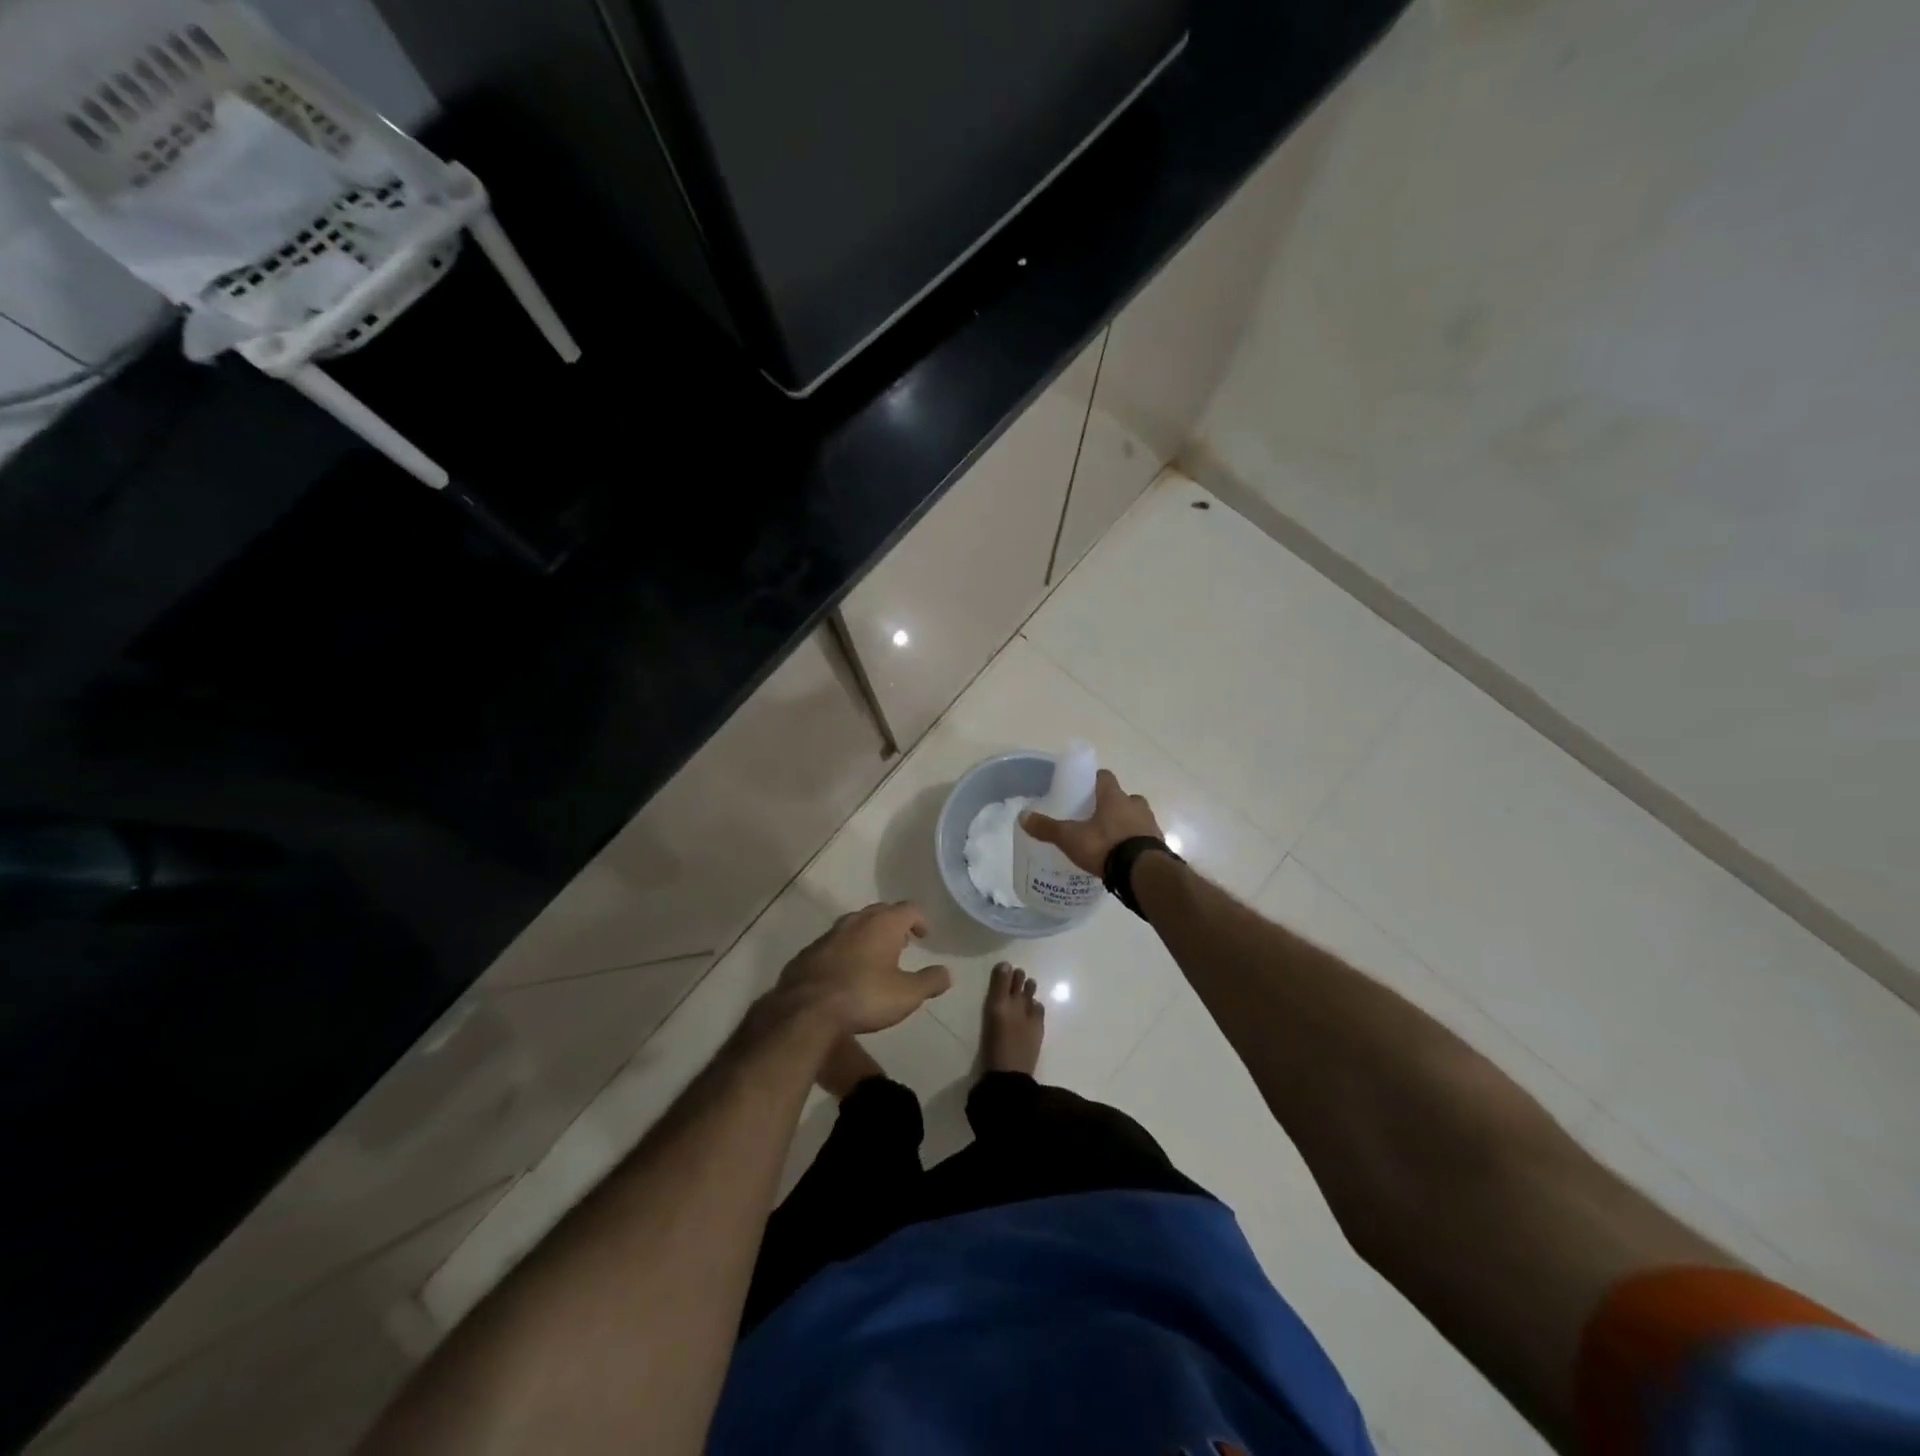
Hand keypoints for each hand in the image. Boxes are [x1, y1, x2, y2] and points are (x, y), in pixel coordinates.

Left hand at [774, 902, 951, 1034]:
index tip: (924, 937)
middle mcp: (856, 920)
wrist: (806, 1009)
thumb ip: (930, 981)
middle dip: (894, 924)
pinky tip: (846, 972)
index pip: (909, 908)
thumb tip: (947, 973)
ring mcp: (829, 934)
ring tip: (875, 957)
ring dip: (868, 936)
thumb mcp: (907, 995)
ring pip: (855, 925)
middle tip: (902, 943)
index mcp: (883, 924)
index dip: (920, 920)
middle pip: (881, 911)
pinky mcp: (809, 951)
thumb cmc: (864, 996)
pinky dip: (846, 950)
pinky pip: (834, 943)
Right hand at [1020, 769, 1162, 876]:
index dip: (1094, 781)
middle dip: (1111, 805)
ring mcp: (1150, 824)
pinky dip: (1135, 843)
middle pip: (1123, 798)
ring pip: (1136, 817)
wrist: (1144, 873)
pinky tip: (1122, 857)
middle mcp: (1135, 805)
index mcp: (1114, 797)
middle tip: (1095, 818)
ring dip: (1125, 824)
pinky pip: (1144, 838)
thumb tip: (1022, 816)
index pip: (1105, 777)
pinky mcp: (1158, 844)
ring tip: (1109, 840)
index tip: (1084, 790)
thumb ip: (1048, 828)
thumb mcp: (1071, 838)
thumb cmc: (1105, 846)